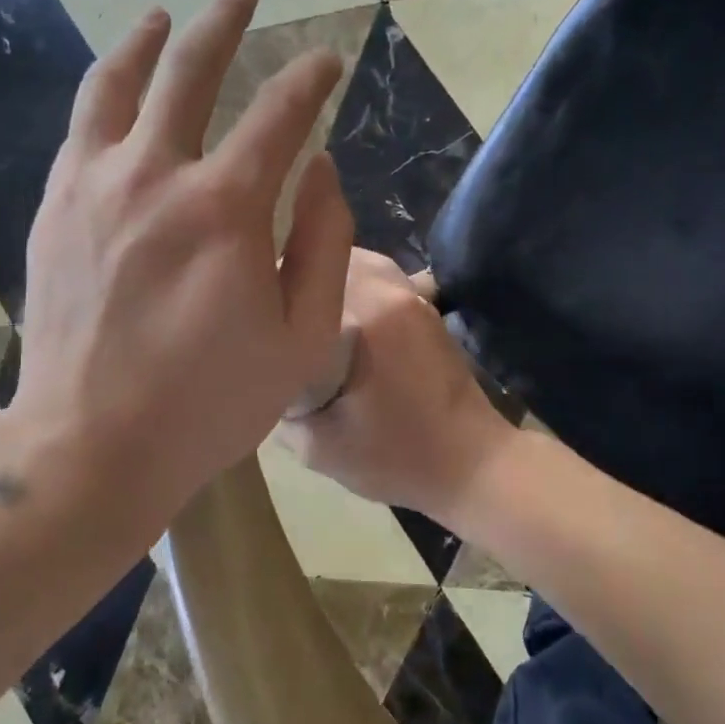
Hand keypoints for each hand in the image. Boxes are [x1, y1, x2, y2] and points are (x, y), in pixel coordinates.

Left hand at [11, 0, 353, 516]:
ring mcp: (94, 186)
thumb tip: (320, 169)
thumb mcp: (301, 337)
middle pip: (190, 70)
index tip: (328, 60)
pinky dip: (104, 94)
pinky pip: (81, 128)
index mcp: (226, 209)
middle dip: (226, 21)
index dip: (310, 78)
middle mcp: (155, 176)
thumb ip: (324, 242)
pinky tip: (116, 88)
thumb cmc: (209, 402)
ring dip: (148, 41)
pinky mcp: (55, 208)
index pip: (280, 114)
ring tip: (165, 16)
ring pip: (118, 84)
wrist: (91, 444)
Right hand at [276, 250, 515, 524]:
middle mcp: (390, 291)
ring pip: (355, 261)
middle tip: (272, 307)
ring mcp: (413, 294)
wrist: (472, 464)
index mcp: (366, 317)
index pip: (302, 277)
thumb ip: (281, 406)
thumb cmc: (398, 459)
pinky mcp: (425, 305)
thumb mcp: (319, 447)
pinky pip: (377, 277)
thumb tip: (264, 373)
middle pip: (329, 259)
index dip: (272, 288)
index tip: (252, 310)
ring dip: (327, 278)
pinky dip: (352, 285)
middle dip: (297, 274)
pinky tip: (337, 315)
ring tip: (300, 306)